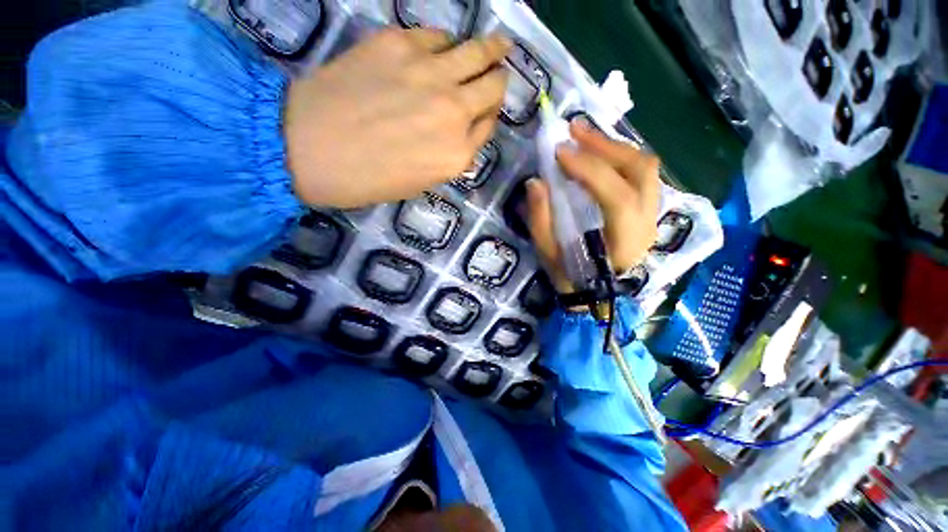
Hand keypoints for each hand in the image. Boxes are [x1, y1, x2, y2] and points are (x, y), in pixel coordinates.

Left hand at [284, 29, 510, 207]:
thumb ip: (448, 157)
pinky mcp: (400, 44)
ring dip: (491, 50)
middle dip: (498, 80)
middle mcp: (454, 112)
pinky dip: (445, 43)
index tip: (485, 112)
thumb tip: (461, 136)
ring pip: (478, 52)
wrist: (308, 148)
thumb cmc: (367, 179)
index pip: (488, 126)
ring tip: (497, 46)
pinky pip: (438, 36)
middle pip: (493, 86)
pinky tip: (442, 48)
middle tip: (498, 73)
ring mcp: (431, 74)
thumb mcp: (420, 182)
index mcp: (458, 154)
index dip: (488, 117)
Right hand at [525, 121, 660, 292]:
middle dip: (605, 145)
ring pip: (644, 167)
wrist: (598, 294)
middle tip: (573, 130)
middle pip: (639, 171)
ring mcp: (651, 215)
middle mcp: (647, 224)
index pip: (617, 197)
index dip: (590, 170)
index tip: (560, 152)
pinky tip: (597, 151)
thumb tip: (535, 182)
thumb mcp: (549, 254)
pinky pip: (640, 173)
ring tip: (583, 135)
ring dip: (613, 146)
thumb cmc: (572, 278)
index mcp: (624, 243)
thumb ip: (541, 220)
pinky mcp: (646, 209)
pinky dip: (618, 157)